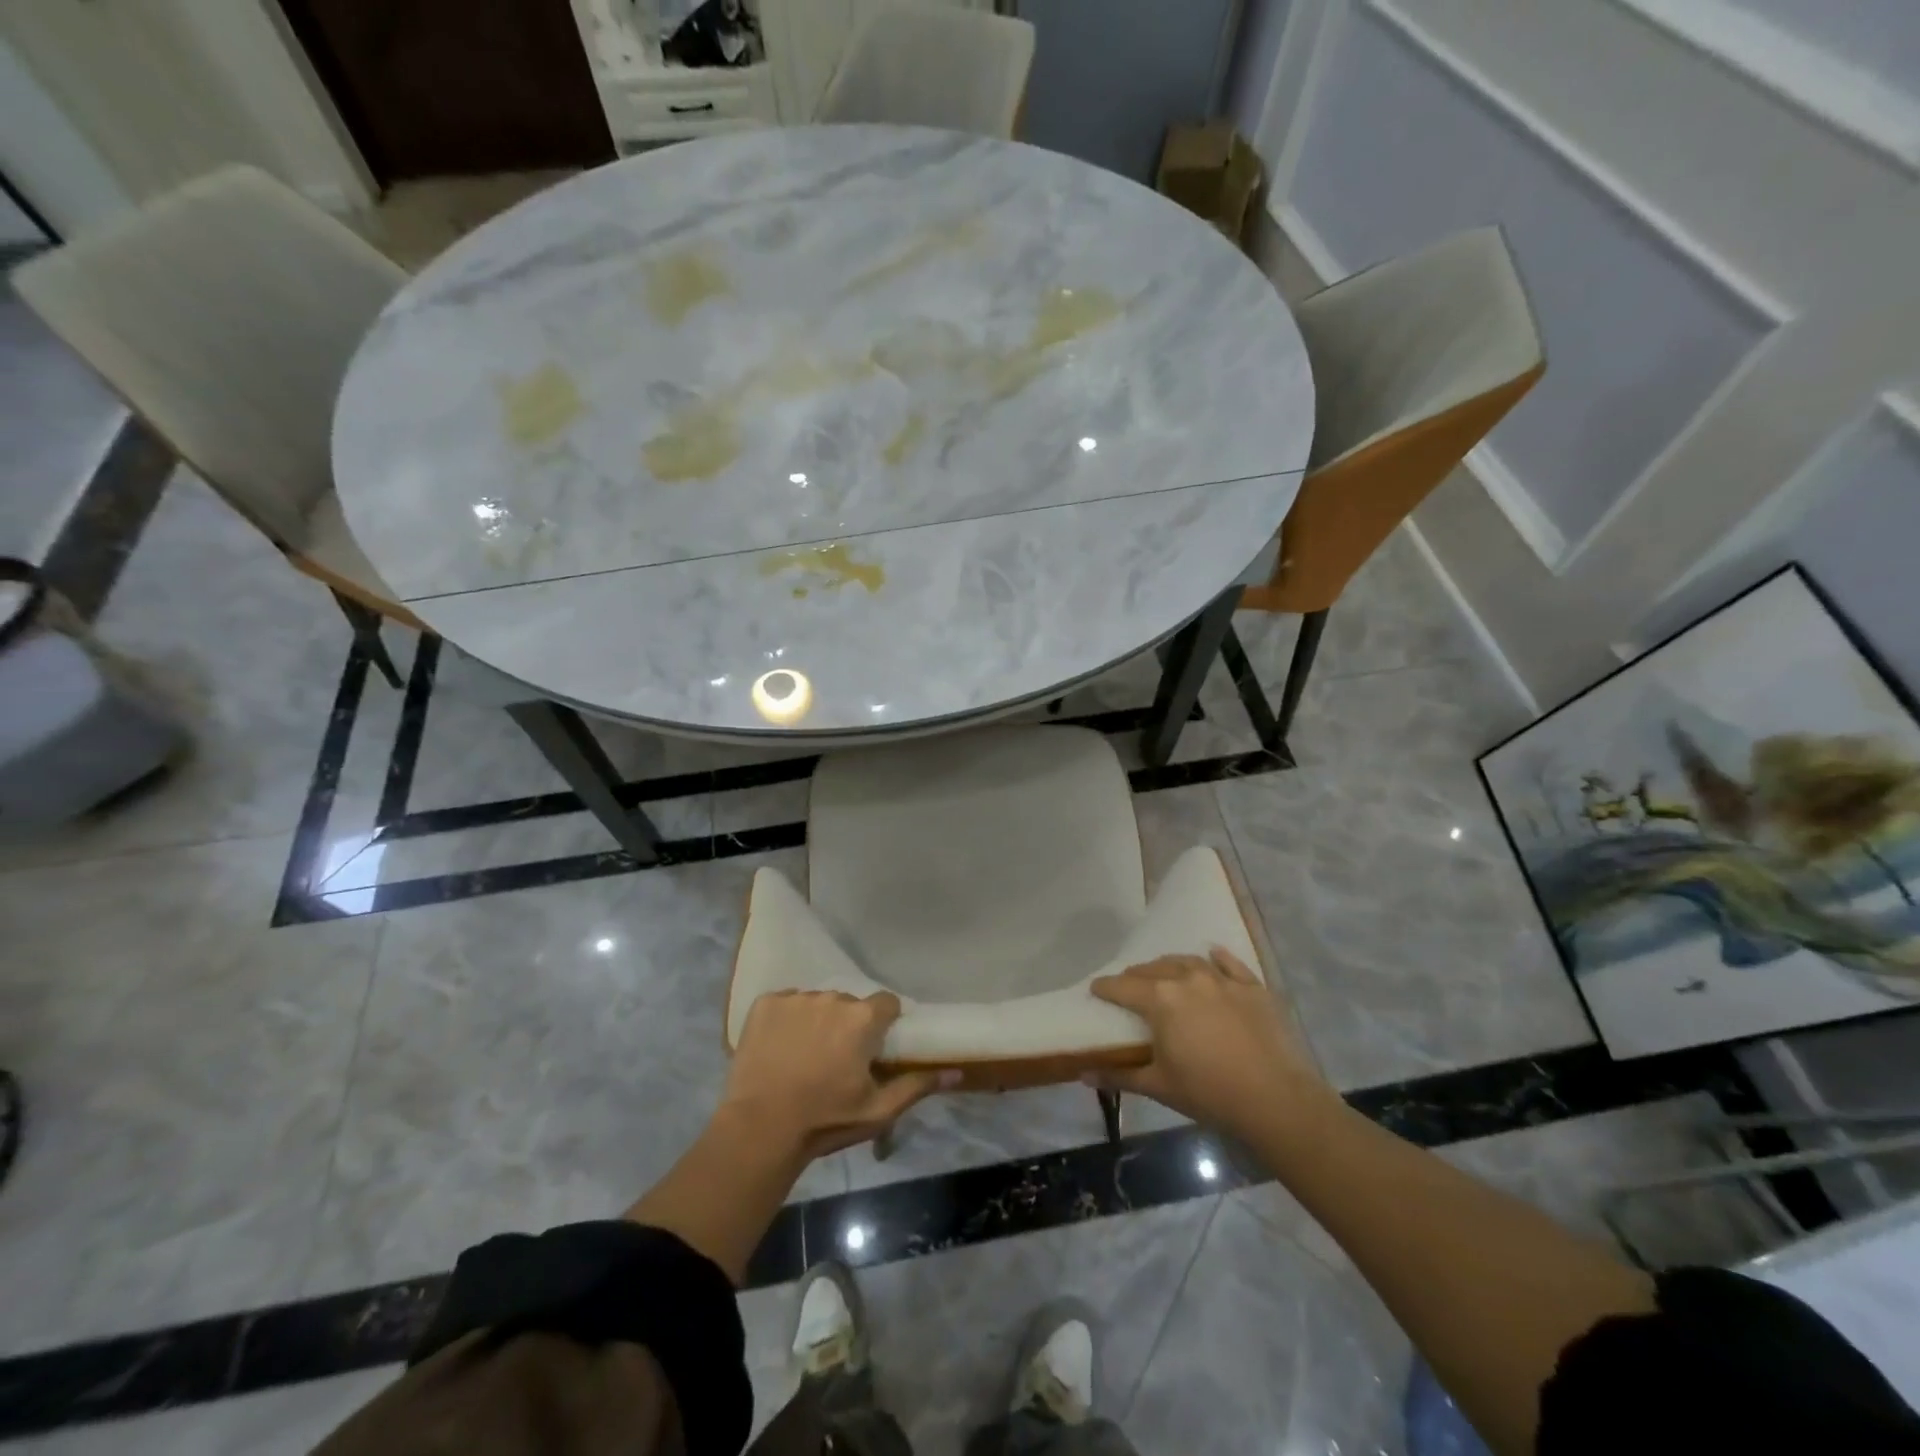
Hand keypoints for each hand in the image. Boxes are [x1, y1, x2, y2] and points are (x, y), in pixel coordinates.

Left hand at [722, 990, 950, 1159]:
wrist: (760, 1129)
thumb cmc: (826, 1120)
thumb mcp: (878, 1110)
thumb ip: (917, 1085)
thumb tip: (956, 1072)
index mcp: (863, 1018)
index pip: (886, 1004)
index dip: (883, 1024)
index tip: (874, 1047)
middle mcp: (832, 997)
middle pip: (850, 1004)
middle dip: (848, 1025)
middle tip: (837, 1059)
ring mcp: (796, 998)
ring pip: (817, 1002)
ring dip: (817, 1021)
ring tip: (805, 1056)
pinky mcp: (765, 1003)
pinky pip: (786, 1003)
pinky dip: (786, 1020)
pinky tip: (780, 1048)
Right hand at [1089, 947, 1334, 1144]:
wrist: (1276, 1099)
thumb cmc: (1209, 1093)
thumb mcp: (1159, 1086)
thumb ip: (1119, 1076)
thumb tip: (1083, 1075)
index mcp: (1160, 999)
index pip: (1122, 986)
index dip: (1105, 988)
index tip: (1096, 990)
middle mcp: (1188, 979)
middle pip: (1153, 969)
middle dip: (1136, 976)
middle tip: (1129, 987)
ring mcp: (1223, 980)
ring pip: (1188, 962)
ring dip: (1170, 966)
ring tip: (1165, 973)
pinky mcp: (1253, 987)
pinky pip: (1230, 963)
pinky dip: (1217, 958)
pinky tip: (1212, 953)